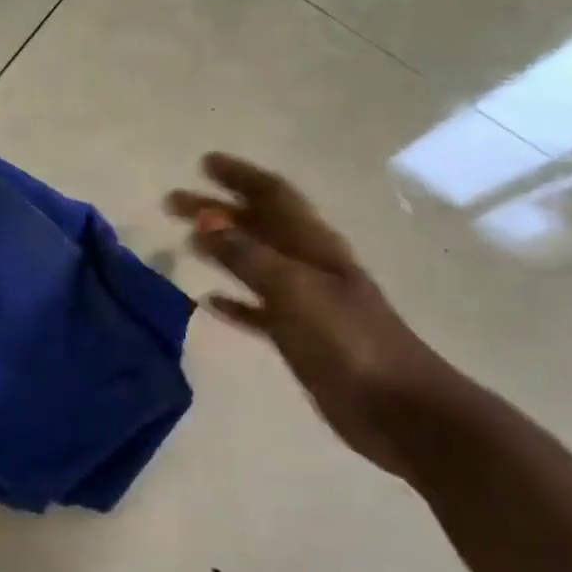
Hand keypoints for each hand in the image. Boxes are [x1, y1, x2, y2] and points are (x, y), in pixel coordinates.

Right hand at [166, 153, 460, 474]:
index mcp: (314, 245)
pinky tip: (209, 301)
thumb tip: (206, 222)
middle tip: (173, 203)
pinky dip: (234, 300)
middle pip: (257, 225)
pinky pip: (257, 309)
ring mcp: (304, 301)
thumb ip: (248, 256)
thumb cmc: (348, 341)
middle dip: (217, 209)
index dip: (240, 176)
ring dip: (220, 248)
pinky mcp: (298, 336)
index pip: (272, 196)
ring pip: (253, 263)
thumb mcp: (294, 290)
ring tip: (185, 240)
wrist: (397, 408)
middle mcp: (308, 265)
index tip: (203, 163)